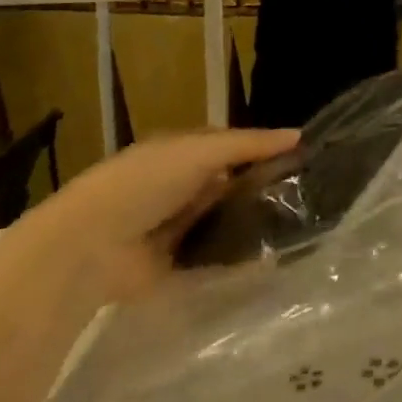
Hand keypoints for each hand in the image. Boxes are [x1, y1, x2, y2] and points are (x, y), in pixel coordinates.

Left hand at [24, 129, 298, 300]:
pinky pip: (215, 260)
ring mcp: (176, 228)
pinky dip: (239, 260)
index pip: (229, 147)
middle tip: (310, 195)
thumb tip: (299, 136)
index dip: (262, 151)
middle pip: (229, 186)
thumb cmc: (146, 183)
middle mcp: (178, 188)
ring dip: (253, 224)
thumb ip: (249, 145)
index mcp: (179, 154)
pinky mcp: (175, 266)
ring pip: (225, 222)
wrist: (91, 247)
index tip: (302, 158)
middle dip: (262, 189)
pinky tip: (275, 257)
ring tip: (301, 226)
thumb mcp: (201, 151)